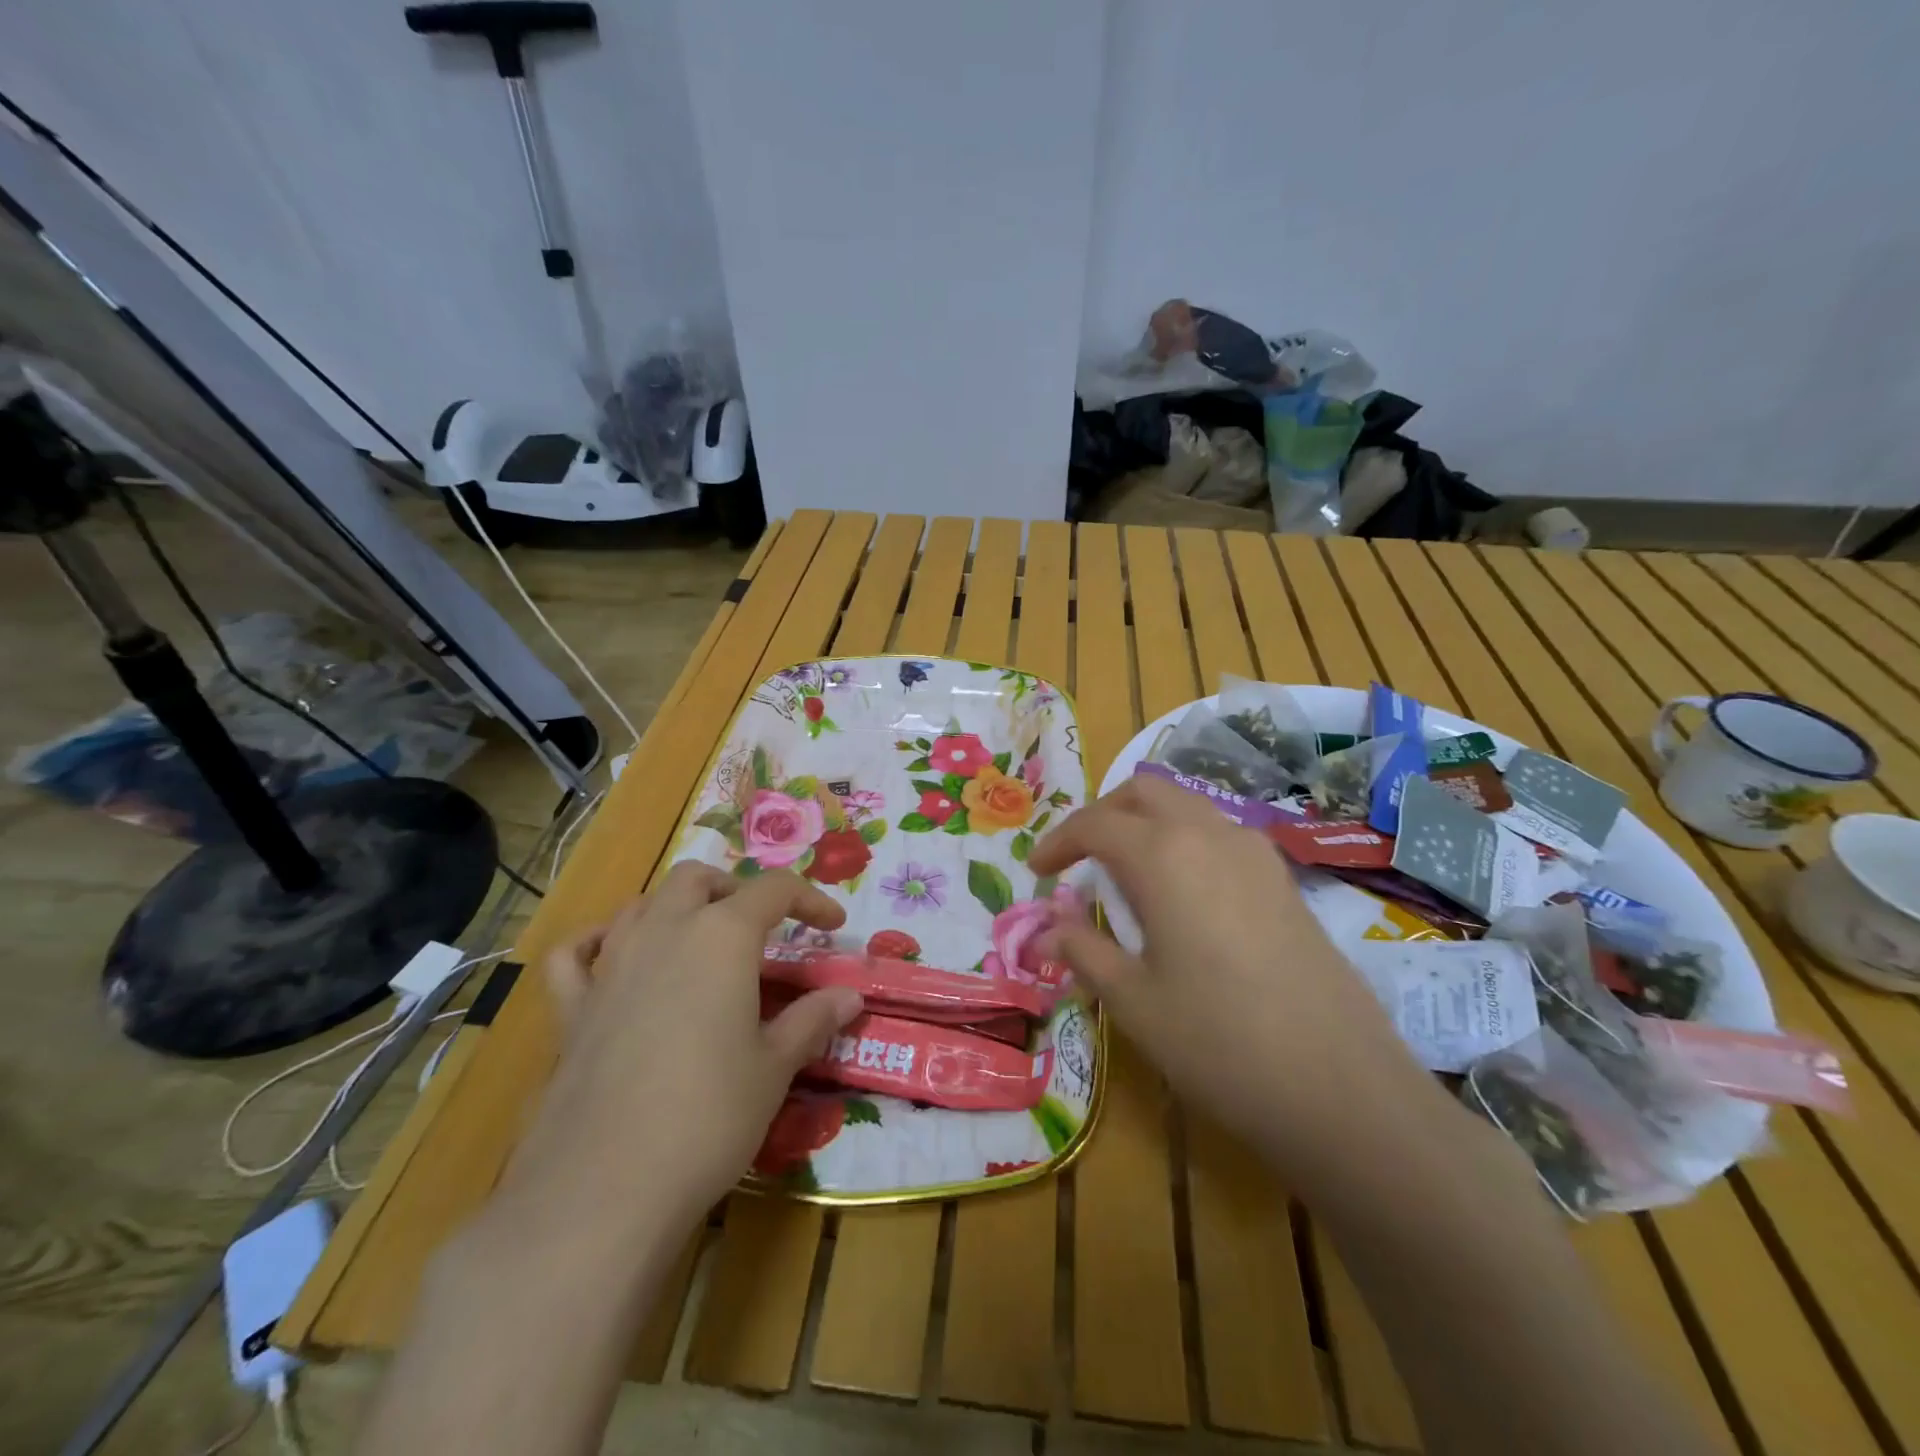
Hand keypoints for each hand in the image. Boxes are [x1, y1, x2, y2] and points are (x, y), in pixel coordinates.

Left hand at [500, 864, 863, 1231]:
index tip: (833, 926)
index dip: (810, 899)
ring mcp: (610, 966)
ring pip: (641, 904)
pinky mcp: (571, 1009)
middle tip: (761, 929)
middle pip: (698, 878)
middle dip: (734, 890)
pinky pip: (575, 955)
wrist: (604, 1187)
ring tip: (699, 941)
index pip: (773, 889)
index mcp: (722, 936)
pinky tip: (610, 959)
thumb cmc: (709, 1116)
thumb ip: (812, 1020)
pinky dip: (595, 944)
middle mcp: (664, 932)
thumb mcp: (774, 1067)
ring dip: (675, 908)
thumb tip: (849, 996)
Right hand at [1029, 776, 1452, 1185]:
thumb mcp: (1134, 1001)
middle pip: (1144, 792)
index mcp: (1164, 855)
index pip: (1095, 824)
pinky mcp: (1284, 880)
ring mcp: (1256, 853)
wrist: (1342, 1088)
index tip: (1036, 870)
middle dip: (1102, 814)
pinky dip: (1184, 841)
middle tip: (1078, 857)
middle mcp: (1210, 834)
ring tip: (1124, 874)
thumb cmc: (1219, 1042)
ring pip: (1186, 806)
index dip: (1057, 842)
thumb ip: (1084, 951)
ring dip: (1146, 823)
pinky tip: (1181, 894)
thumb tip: (1047, 932)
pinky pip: (1219, 834)